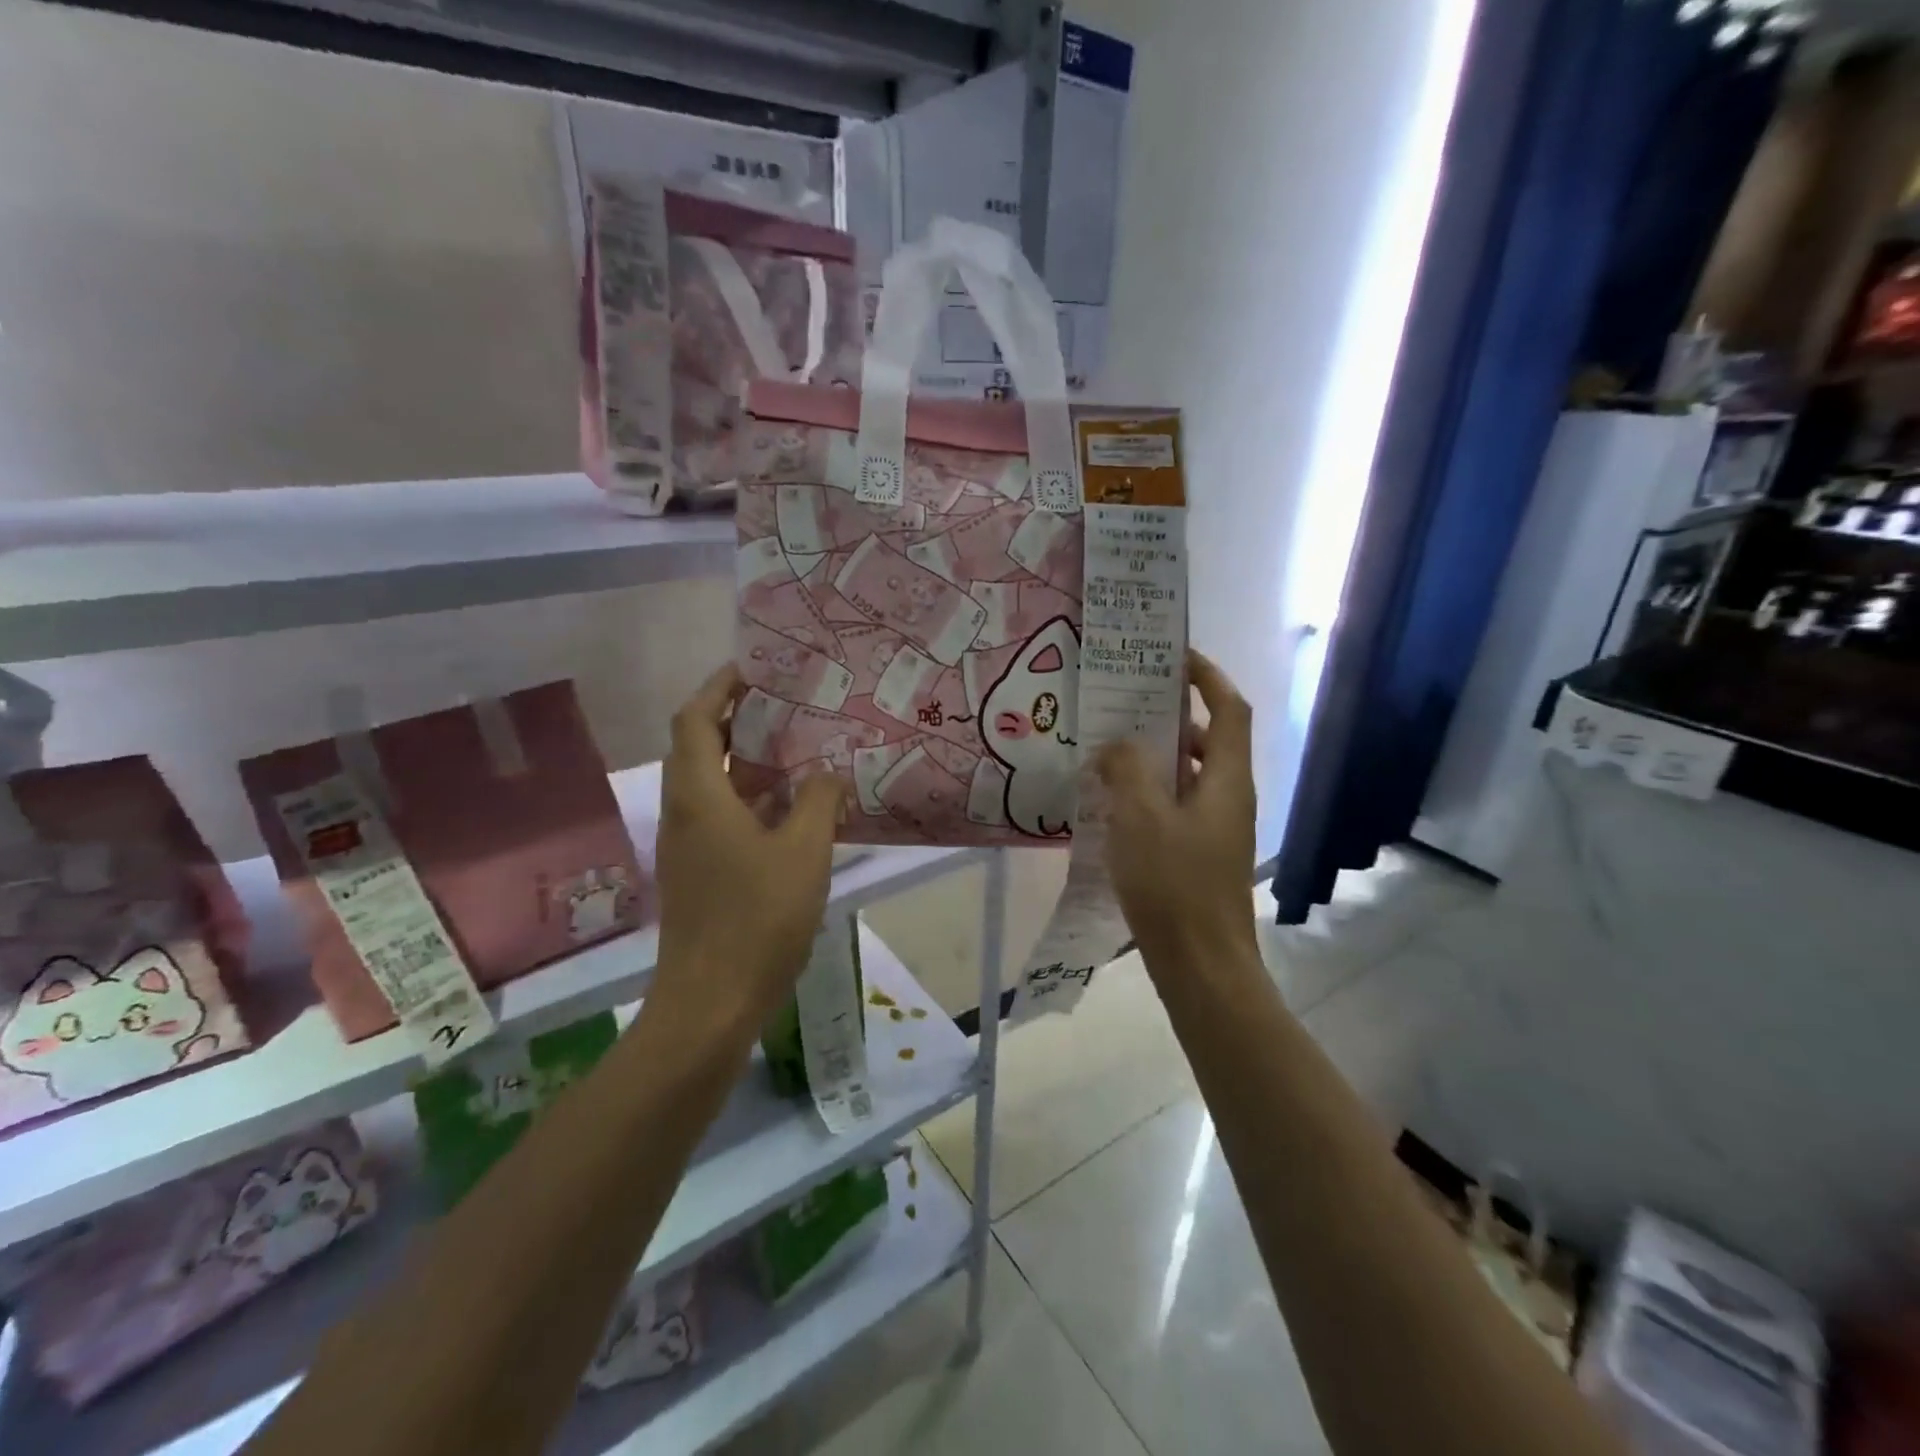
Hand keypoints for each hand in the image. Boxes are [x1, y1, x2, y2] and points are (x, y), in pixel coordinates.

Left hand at [647, 665, 845, 1050]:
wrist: (711, 1003)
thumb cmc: (756, 919)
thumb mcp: (803, 852)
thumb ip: (818, 801)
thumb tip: (827, 773)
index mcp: (699, 796)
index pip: (694, 719)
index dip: (720, 687)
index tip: (756, 668)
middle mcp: (685, 812)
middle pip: (699, 746)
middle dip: (739, 718)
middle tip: (789, 704)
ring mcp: (690, 846)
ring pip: (714, 784)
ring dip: (750, 761)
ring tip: (801, 748)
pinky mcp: (701, 873)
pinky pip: (724, 816)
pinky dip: (754, 799)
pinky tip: (796, 809)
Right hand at [1096, 650, 1258, 969]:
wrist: (1202, 964)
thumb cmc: (1174, 884)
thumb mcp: (1141, 817)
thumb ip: (1127, 770)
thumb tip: (1116, 744)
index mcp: (1225, 779)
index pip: (1229, 709)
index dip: (1208, 676)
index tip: (1173, 656)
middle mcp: (1228, 796)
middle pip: (1207, 739)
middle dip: (1171, 715)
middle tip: (1125, 701)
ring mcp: (1215, 828)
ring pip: (1187, 775)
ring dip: (1155, 755)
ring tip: (1109, 746)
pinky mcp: (1199, 854)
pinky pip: (1175, 805)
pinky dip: (1149, 791)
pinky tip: (1111, 801)